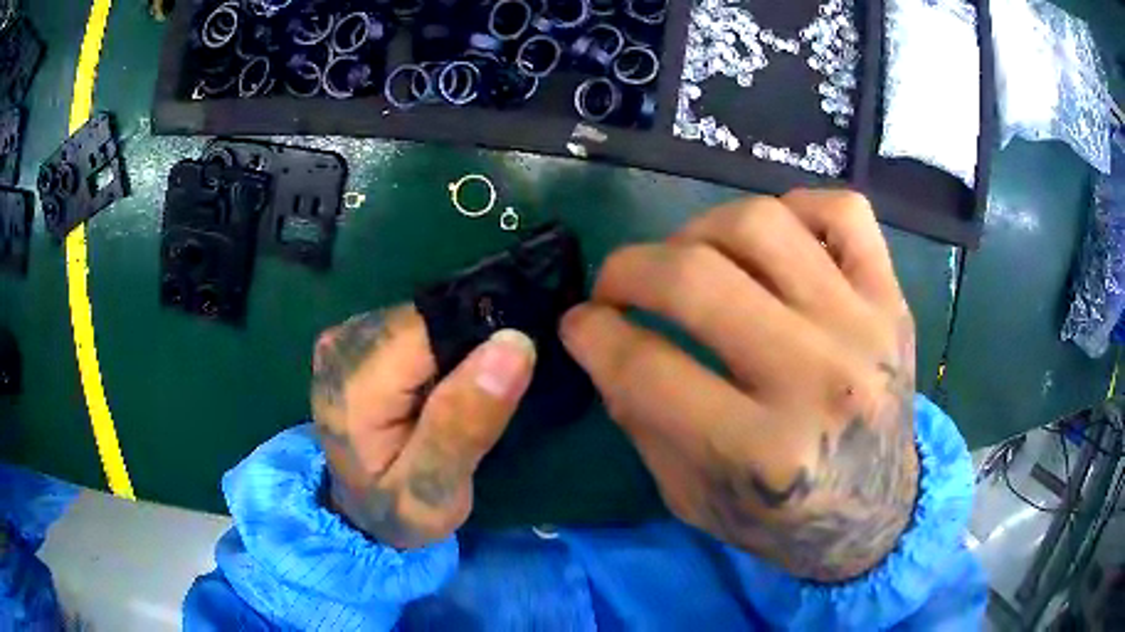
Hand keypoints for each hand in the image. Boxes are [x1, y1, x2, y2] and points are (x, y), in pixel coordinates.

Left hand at [310, 306, 536, 548]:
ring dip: (458, 345)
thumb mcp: (434, 490)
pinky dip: (442, 345)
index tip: (512, 374)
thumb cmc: (398, 509)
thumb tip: (513, 345)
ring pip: (426, 314)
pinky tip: (448, 377)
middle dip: (470, 345)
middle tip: (494, 393)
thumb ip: (464, 423)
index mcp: (354, 382)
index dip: (479, 340)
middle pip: (429, 315)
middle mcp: (342, 343)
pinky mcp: (357, 336)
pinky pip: (416, 323)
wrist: (359, 511)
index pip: (432, 327)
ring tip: (471, 388)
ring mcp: (346, 335)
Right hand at [561, 190, 917, 581]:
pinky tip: (775, 242)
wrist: (880, 512)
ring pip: (762, 224)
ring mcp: (866, 329)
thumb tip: (602, 339)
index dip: (592, 335)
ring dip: (700, 230)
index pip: (646, 369)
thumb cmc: (785, 521)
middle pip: (696, 279)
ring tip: (690, 259)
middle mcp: (819, 382)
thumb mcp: (694, 500)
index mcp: (763, 455)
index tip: (579, 324)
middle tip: (616, 285)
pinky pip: (843, 210)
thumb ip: (643, 421)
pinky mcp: (892, 301)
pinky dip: (796, 208)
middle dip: (628, 269)